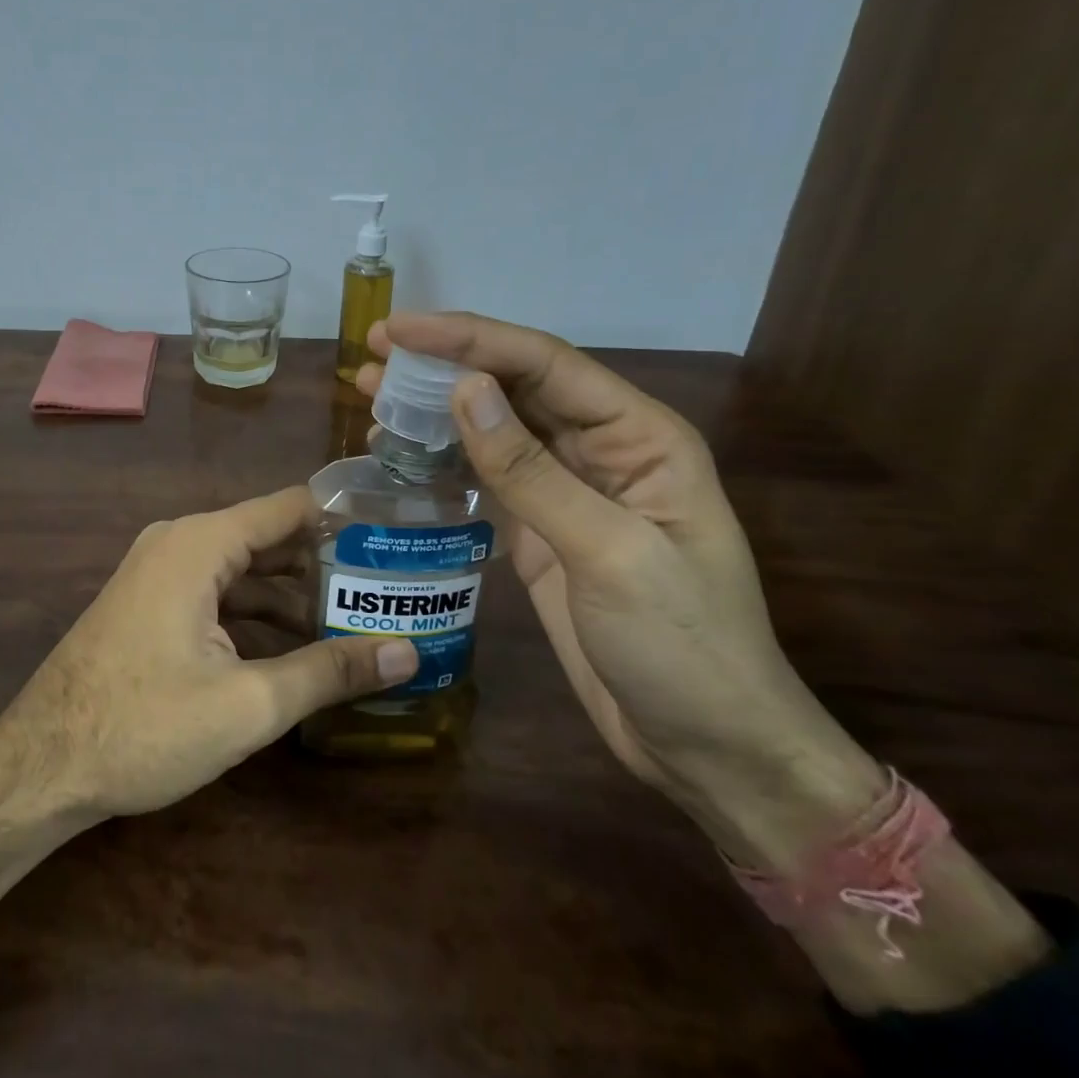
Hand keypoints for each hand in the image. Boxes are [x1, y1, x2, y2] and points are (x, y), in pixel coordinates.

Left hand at [0, 487, 419, 819]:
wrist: (40, 766)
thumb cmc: (142, 727)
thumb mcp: (247, 704)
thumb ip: (329, 671)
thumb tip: (408, 653)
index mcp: (201, 543)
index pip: (290, 508)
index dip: (344, 520)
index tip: (396, 541)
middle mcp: (179, 542)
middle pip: (269, 538)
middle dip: (325, 565)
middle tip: (389, 591)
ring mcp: (159, 572)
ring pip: (243, 570)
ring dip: (293, 596)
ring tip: (356, 623)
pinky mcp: (150, 604)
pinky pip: (216, 592)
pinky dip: (256, 613)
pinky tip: (295, 648)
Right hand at [360, 313, 881, 866]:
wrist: (706, 748)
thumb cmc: (681, 647)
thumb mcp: (608, 553)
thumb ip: (531, 471)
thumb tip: (464, 390)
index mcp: (639, 437)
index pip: (544, 364)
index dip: (469, 339)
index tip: (398, 329)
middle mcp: (602, 450)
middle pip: (515, 385)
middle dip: (445, 362)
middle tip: (375, 351)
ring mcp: (568, 490)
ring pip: (494, 426)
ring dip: (436, 405)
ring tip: (372, 389)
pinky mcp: (540, 530)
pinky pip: (485, 475)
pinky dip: (442, 457)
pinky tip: (400, 449)